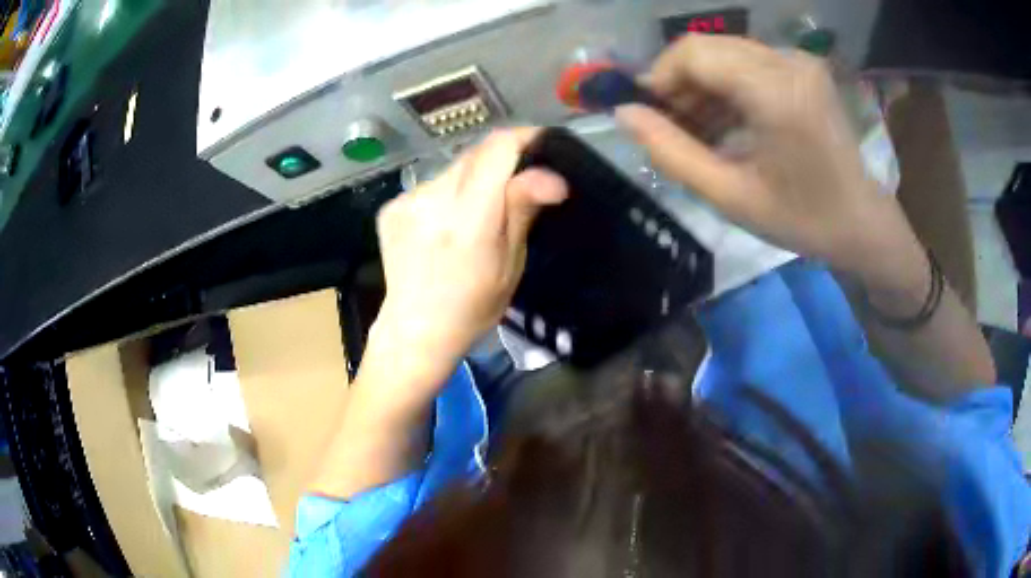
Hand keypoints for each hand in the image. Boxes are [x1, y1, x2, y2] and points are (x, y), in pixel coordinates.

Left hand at [371, 129, 566, 384]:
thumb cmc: (472, 308)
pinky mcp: (391, 206)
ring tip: (476, 214)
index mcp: (469, 218)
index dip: (524, 138)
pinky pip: (430, 185)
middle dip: (500, 162)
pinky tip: (444, 224)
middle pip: (475, 154)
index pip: (497, 149)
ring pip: (452, 169)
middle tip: (515, 187)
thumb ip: (521, 211)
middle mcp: (433, 199)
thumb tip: (553, 176)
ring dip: (472, 179)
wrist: (414, 330)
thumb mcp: (510, 265)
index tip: (542, 144)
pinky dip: (446, 194)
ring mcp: (407, 201)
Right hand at [616, 35, 922, 288]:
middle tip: (674, 126)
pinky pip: (748, 61)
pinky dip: (728, 86)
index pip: (695, 53)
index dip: (661, 77)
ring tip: (700, 129)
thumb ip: (672, 153)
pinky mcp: (803, 68)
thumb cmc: (802, 219)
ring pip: (725, 52)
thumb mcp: (731, 197)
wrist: (861, 223)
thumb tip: (624, 114)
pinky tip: (728, 121)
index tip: (651, 115)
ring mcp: (799, 61)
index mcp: (776, 93)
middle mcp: (788, 62)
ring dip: (703, 85)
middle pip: (708, 47)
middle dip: (680, 82)